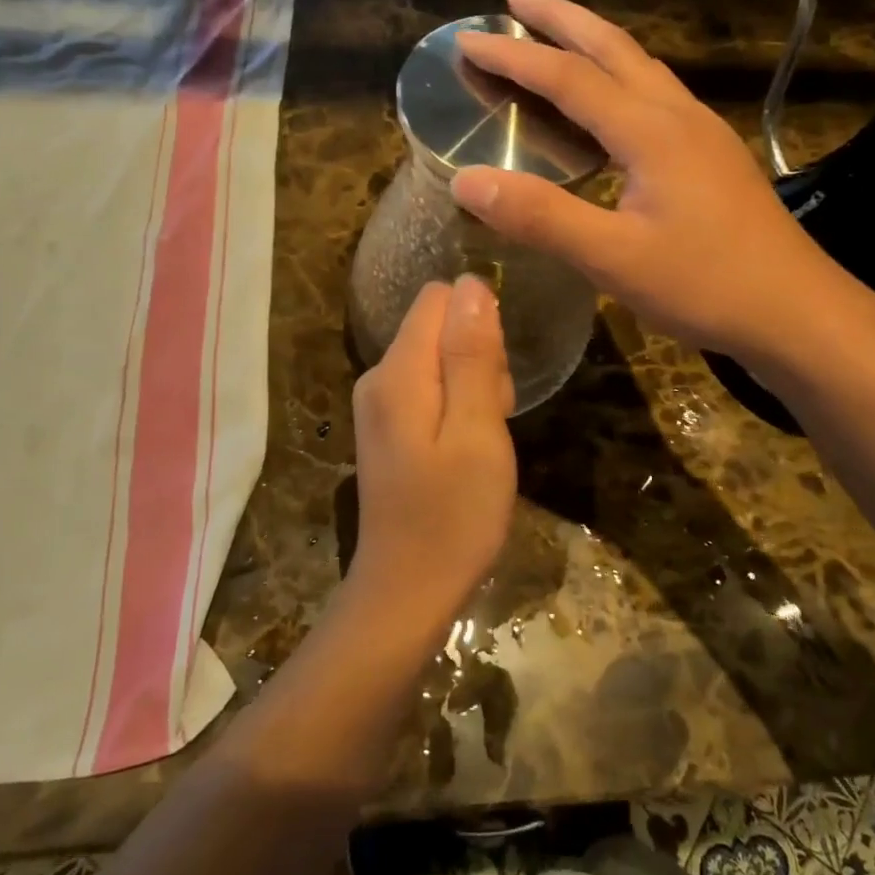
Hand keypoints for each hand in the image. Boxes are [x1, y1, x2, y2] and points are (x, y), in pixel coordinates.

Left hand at [350, 277, 516, 634]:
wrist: (407, 591)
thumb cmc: (453, 516)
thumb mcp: (478, 431)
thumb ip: (473, 355)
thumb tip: (471, 283)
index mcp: (398, 371)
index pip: (439, 299)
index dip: (479, 324)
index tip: (496, 376)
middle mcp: (378, 376)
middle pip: (439, 327)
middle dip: (478, 358)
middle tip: (493, 417)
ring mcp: (378, 403)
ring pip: (439, 358)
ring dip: (473, 386)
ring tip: (483, 440)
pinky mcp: (387, 427)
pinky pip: (430, 388)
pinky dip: (458, 407)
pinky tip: (467, 450)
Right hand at [451, 0, 829, 361]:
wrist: (796, 310)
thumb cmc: (707, 285)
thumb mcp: (614, 259)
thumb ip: (541, 217)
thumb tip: (465, 180)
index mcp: (651, 131)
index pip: (568, 77)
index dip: (514, 56)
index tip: (467, 40)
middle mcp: (677, 115)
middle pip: (611, 46)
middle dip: (559, 15)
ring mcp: (701, 132)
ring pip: (639, 65)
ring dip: (592, 39)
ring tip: (554, 30)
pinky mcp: (712, 155)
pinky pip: (654, 93)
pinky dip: (617, 75)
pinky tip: (610, 99)